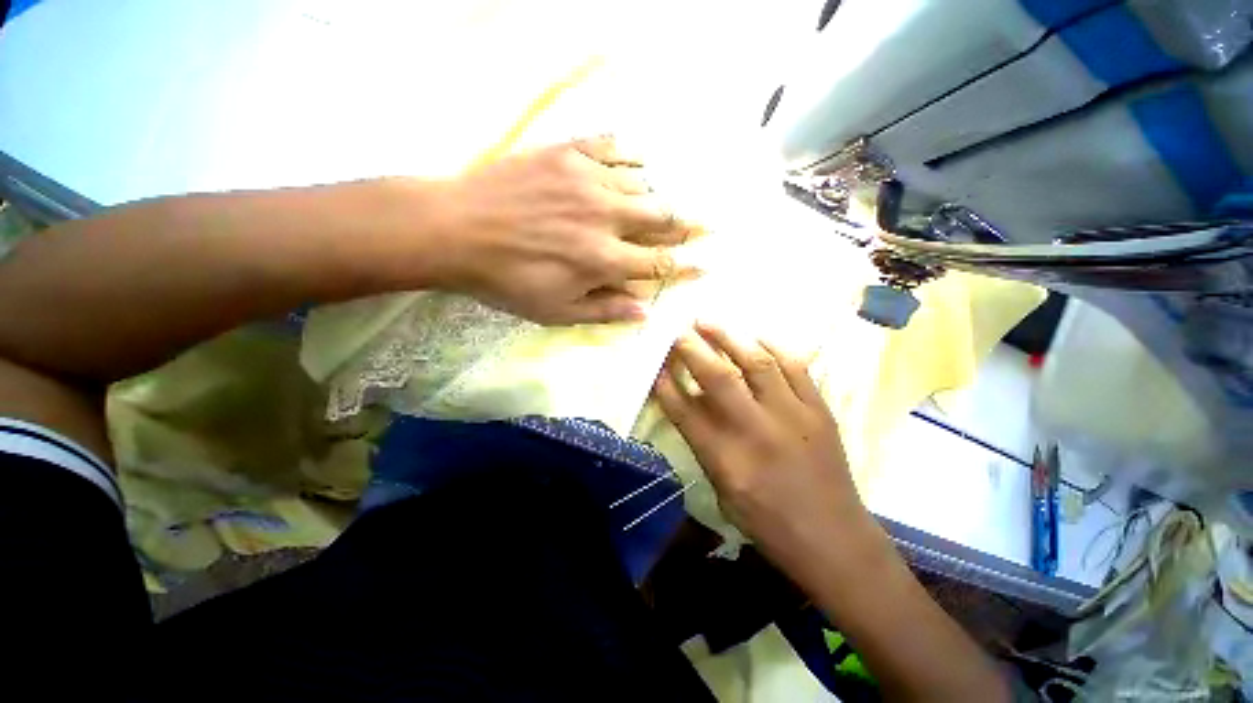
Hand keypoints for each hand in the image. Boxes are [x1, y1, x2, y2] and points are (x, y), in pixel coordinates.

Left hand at [425, 136, 693, 324]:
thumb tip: (645, 312)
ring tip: (663, 202)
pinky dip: (630, 158)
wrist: (455, 229)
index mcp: (604, 259)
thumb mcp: (555, 311)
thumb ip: (604, 311)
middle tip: (701, 226)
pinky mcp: (567, 153)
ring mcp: (588, 180)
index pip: (659, 263)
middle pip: (661, 218)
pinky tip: (635, 163)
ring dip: (657, 196)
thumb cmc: (506, 280)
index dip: (685, 265)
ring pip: (642, 184)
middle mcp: (606, 217)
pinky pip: (612, 149)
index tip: (705, 264)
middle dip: (684, 226)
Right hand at [653, 322, 873, 565]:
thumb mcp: (723, 490)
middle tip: (679, 330)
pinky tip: (756, 336)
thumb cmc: (768, 523)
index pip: (684, 411)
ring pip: (756, 362)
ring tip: (709, 322)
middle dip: (692, 348)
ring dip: (729, 337)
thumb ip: (705, 442)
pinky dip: (773, 346)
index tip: (655, 362)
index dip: (665, 383)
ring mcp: (792, 416)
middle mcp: (756, 431)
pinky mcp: (819, 410)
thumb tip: (692, 400)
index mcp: (726, 459)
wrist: (834, 540)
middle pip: (718, 377)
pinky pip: (795, 366)